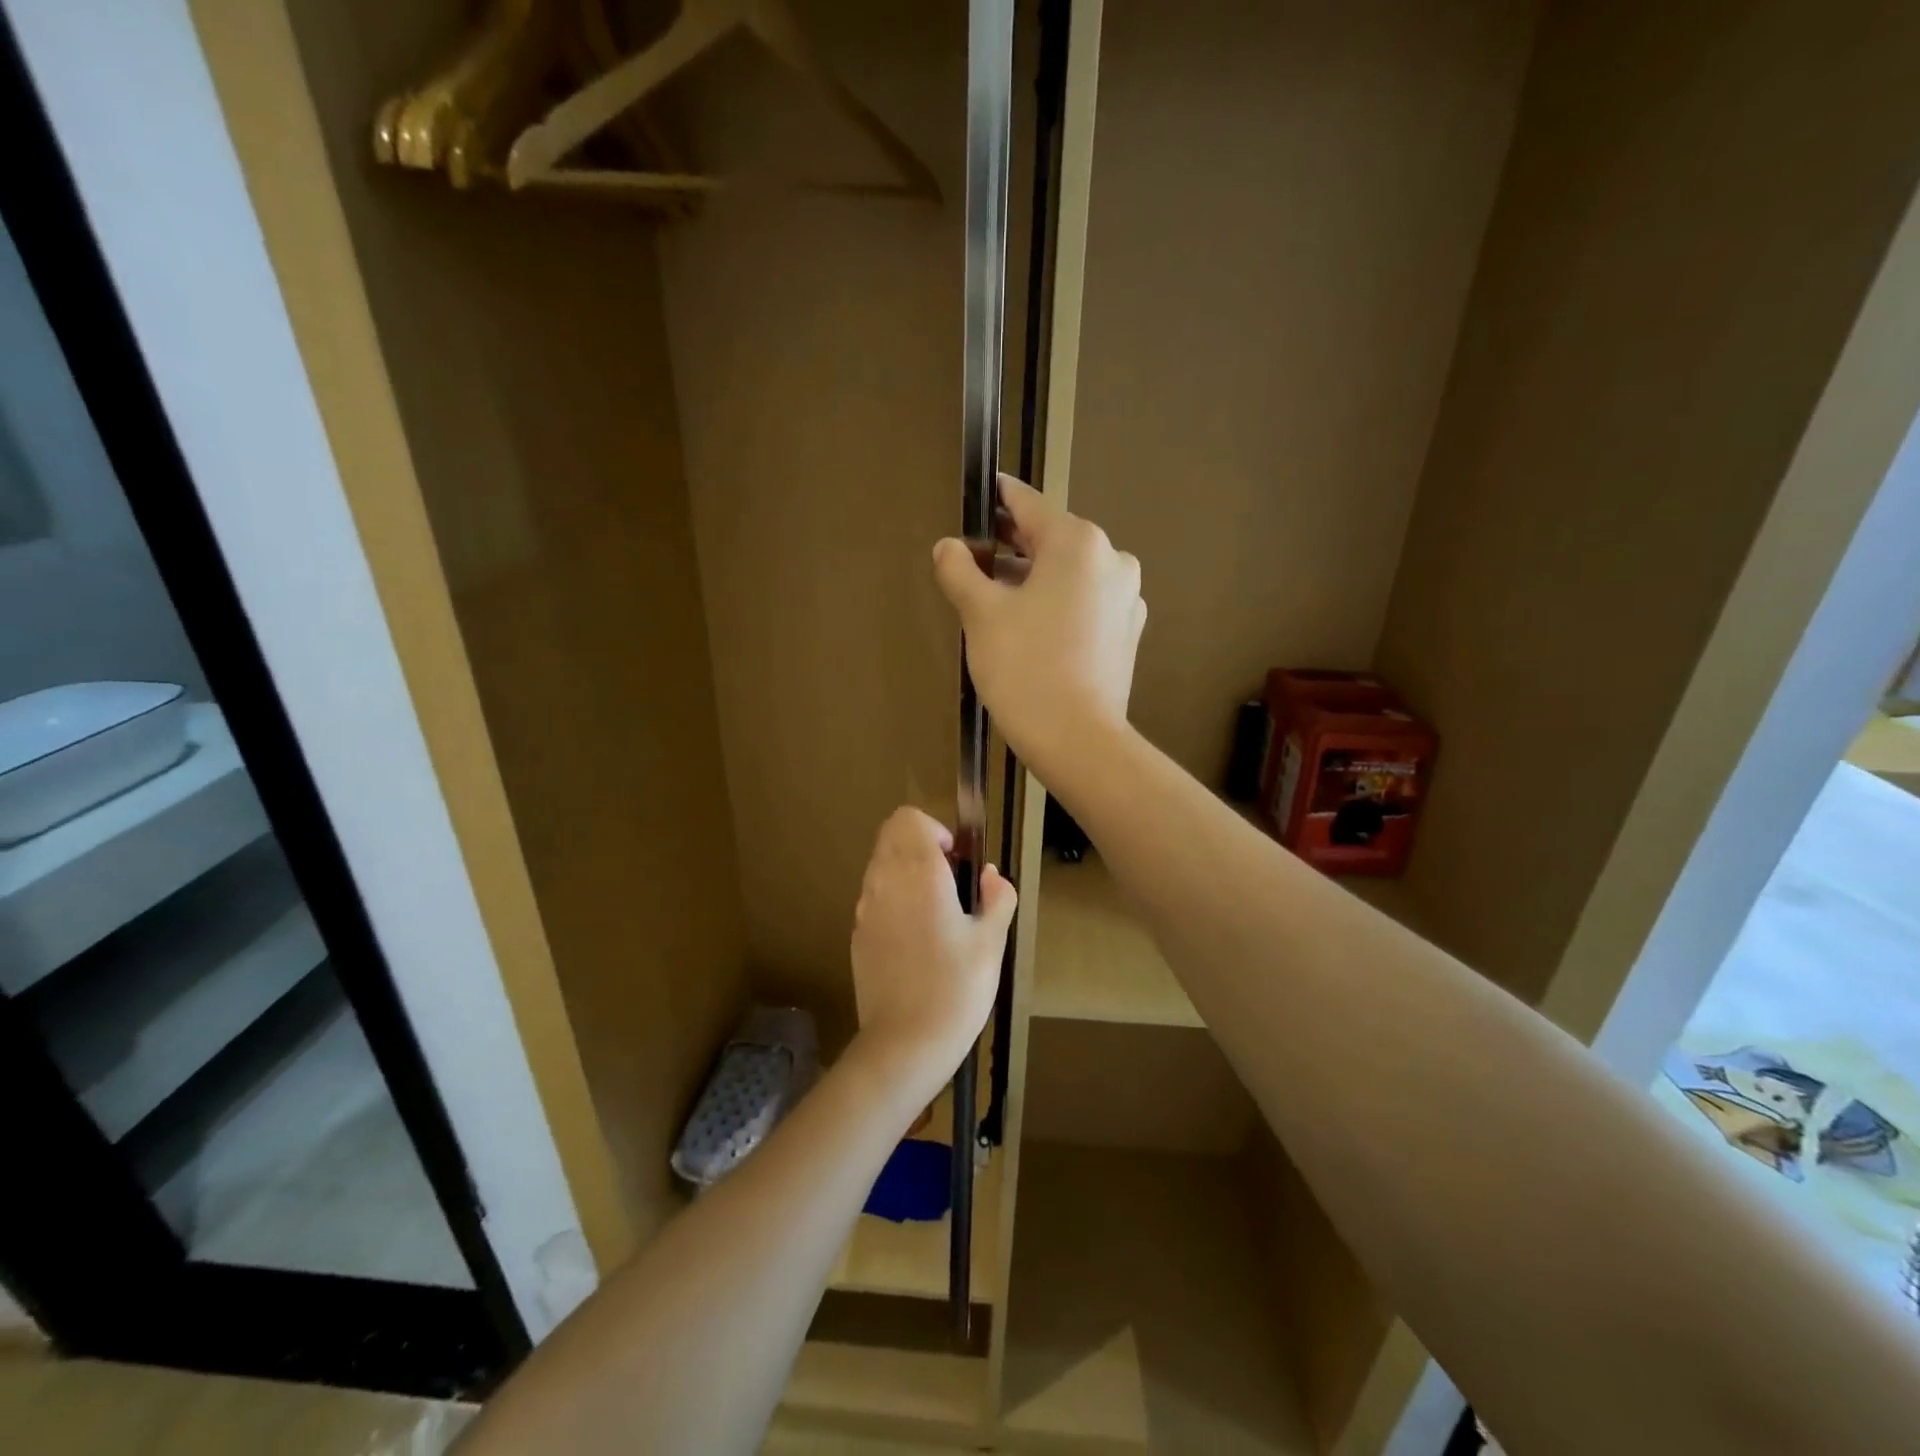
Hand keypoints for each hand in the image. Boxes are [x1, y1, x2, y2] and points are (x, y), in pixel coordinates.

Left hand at [850, 807, 1015, 1088]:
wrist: (904, 1044)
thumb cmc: (956, 988)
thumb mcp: (991, 942)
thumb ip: (997, 897)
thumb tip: (991, 876)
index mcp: (918, 874)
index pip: (909, 818)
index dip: (935, 830)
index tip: (957, 862)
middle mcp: (884, 881)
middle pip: (891, 836)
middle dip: (921, 847)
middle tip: (951, 884)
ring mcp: (865, 909)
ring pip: (881, 865)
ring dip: (906, 873)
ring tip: (937, 914)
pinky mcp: (857, 935)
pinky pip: (874, 898)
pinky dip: (894, 900)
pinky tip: (917, 941)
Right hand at [932, 475, 1143, 776]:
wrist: (1078, 741)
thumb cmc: (1025, 668)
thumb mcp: (981, 614)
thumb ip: (959, 570)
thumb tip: (949, 547)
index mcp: (1078, 542)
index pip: (1027, 504)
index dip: (997, 498)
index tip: (978, 493)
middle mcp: (1112, 559)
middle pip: (1051, 539)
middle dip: (1011, 546)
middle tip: (973, 558)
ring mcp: (1126, 597)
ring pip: (1069, 573)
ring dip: (1033, 578)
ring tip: (995, 599)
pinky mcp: (1128, 631)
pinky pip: (1085, 602)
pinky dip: (1057, 604)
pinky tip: (1031, 630)